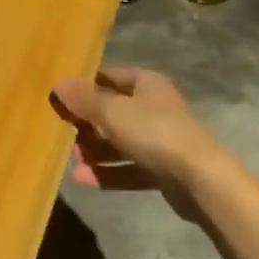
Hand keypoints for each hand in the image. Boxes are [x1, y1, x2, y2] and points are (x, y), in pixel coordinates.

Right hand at [52, 66, 232, 192]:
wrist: (200, 179)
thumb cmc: (154, 132)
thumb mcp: (113, 112)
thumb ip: (84, 99)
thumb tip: (58, 84)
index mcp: (147, 84)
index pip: (110, 77)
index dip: (86, 86)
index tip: (61, 99)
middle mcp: (155, 107)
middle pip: (114, 111)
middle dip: (88, 124)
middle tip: (65, 134)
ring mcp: (161, 140)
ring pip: (120, 142)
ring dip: (96, 151)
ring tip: (73, 161)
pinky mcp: (164, 170)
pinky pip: (129, 167)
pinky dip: (109, 172)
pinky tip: (83, 180)